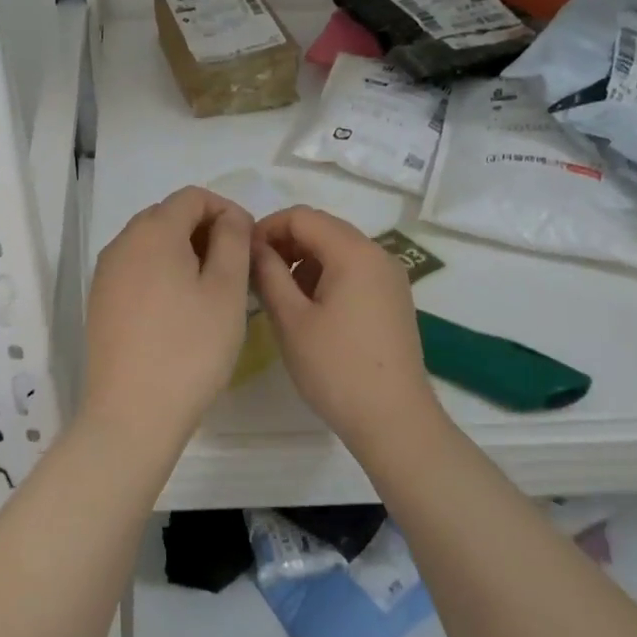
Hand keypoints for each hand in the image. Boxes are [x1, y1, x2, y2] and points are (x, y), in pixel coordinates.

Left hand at [80, 187, 253, 447]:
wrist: (133, 412)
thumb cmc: (190, 348)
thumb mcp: (227, 290)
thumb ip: (233, 240)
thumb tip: (228, 217)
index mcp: (153, 231)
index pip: (192, 197)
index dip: (226, 209)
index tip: (249, 242)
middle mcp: (122, 242)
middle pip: (167, 216)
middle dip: (204, 229)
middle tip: (235, 266)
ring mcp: (105, 273)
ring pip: (150, 243)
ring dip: (183, 251)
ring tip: (211, 288)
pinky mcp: (100, 300)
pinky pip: (135, 269)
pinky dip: (161, 272)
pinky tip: (179, 308)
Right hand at [250, 206, 442, 452]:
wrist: (393, 420)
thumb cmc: (336, 368)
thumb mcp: (290, 319)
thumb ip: (268, 273)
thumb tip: (253, 247)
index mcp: (354, 252)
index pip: (301, 216)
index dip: (266, 228)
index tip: (242, 256)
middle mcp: (378, 254)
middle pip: (322, 228)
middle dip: (284, 243)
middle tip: (255, 275)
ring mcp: (389, 277)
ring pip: (336, 250)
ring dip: (303, 261)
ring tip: (278, 296)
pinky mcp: (392, 299)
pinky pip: (352, 270)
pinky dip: (324, 276)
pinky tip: (308, 310)